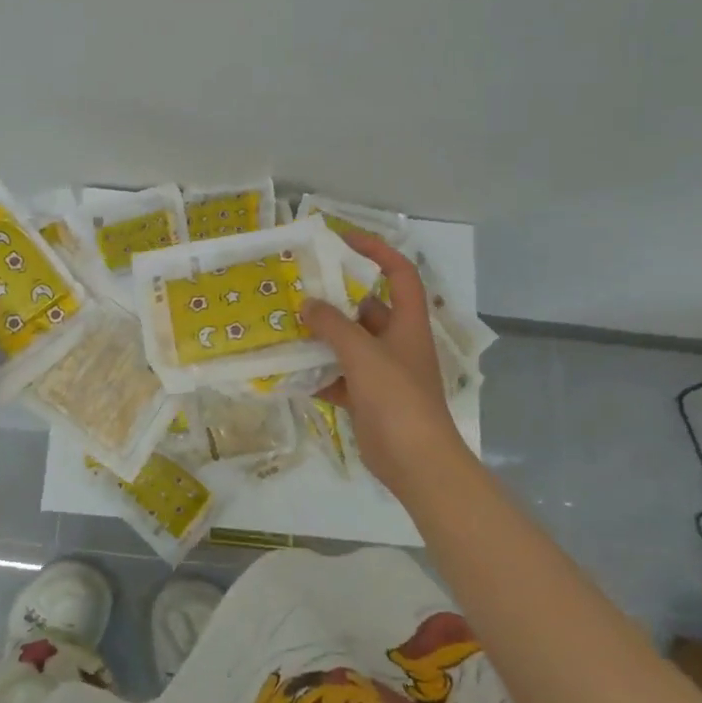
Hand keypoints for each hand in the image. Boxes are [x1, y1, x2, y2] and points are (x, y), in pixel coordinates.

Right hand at [303, 232, 468, 496]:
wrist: (416, 462)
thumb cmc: (397, 398)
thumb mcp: (363, 354)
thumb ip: (333, 326)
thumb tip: (307, 305)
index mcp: (407, 324)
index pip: (399, 273)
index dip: (377, 251)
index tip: (344, 240)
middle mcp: (396, 342)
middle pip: (366, 308)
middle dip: (334, 298)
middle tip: (299, 286)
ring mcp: (381, 372)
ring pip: (348, 344)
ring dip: (321, 336)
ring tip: (286, 323)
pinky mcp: (367, 399)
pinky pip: (338, 377)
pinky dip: (317, 373)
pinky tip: (288, 370)